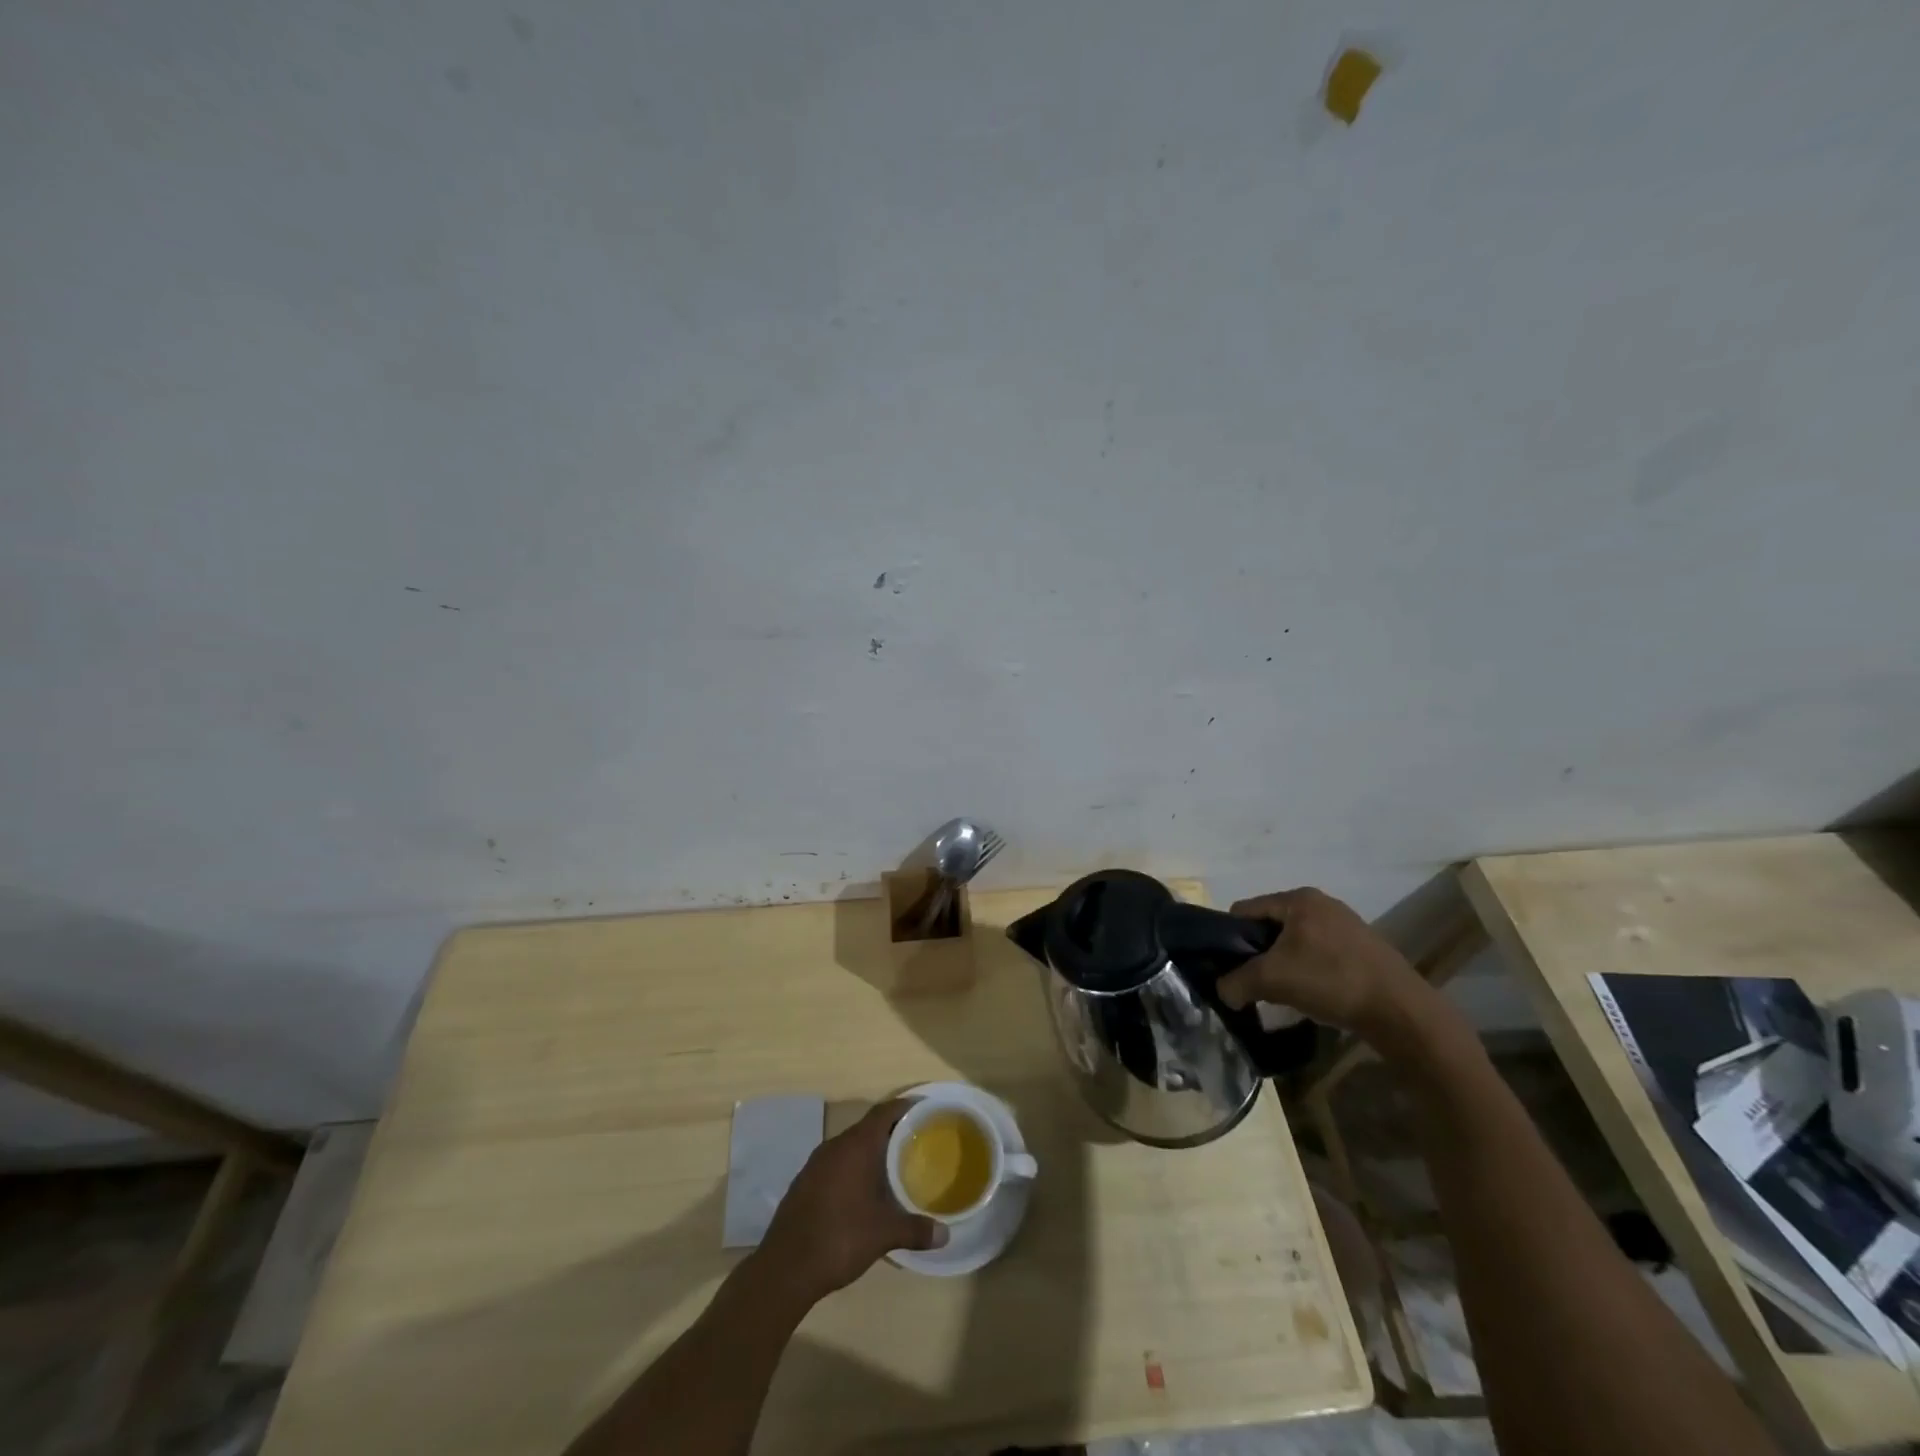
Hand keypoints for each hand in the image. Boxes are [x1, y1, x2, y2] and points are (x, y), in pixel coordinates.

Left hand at [757, 1099, 946, 1302]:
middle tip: (915, 1140)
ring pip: (849, 1146)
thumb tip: (946, 1235)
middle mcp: (835, 1146)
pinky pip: (835, 1163)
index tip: (923, 1108)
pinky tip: (861, 1189)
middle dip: (890, 1130)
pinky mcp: (804, 1182)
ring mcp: (815, 1163)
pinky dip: (852, 1167)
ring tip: (892, 1164)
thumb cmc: (840, 1238)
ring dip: (870, 1150)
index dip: (904, 1106)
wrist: (785, 1267)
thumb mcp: (883, 1234)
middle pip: (867, 1127)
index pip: (884, 1112)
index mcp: (856, 1146)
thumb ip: (915, 1230)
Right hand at [1216, 887, 1446, 1050]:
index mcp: (1298, 898)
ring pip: (1295, 940)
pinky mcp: (1362, 945)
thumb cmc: (1330, 980)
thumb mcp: (1272, 980)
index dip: (1231, 938)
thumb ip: (1236, 982)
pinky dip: (1309, 969)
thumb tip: (1223, 991)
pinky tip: (1315, 993)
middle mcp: (1321, 902)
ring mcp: (1345, 923)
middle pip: (1270, 925)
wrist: (1400, 1010)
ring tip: (1287, 991)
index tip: (1233, 967)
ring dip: (1285, 963)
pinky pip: (1319, 951)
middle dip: (1260, 952)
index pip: (1245, 910)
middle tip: (1259, 981)